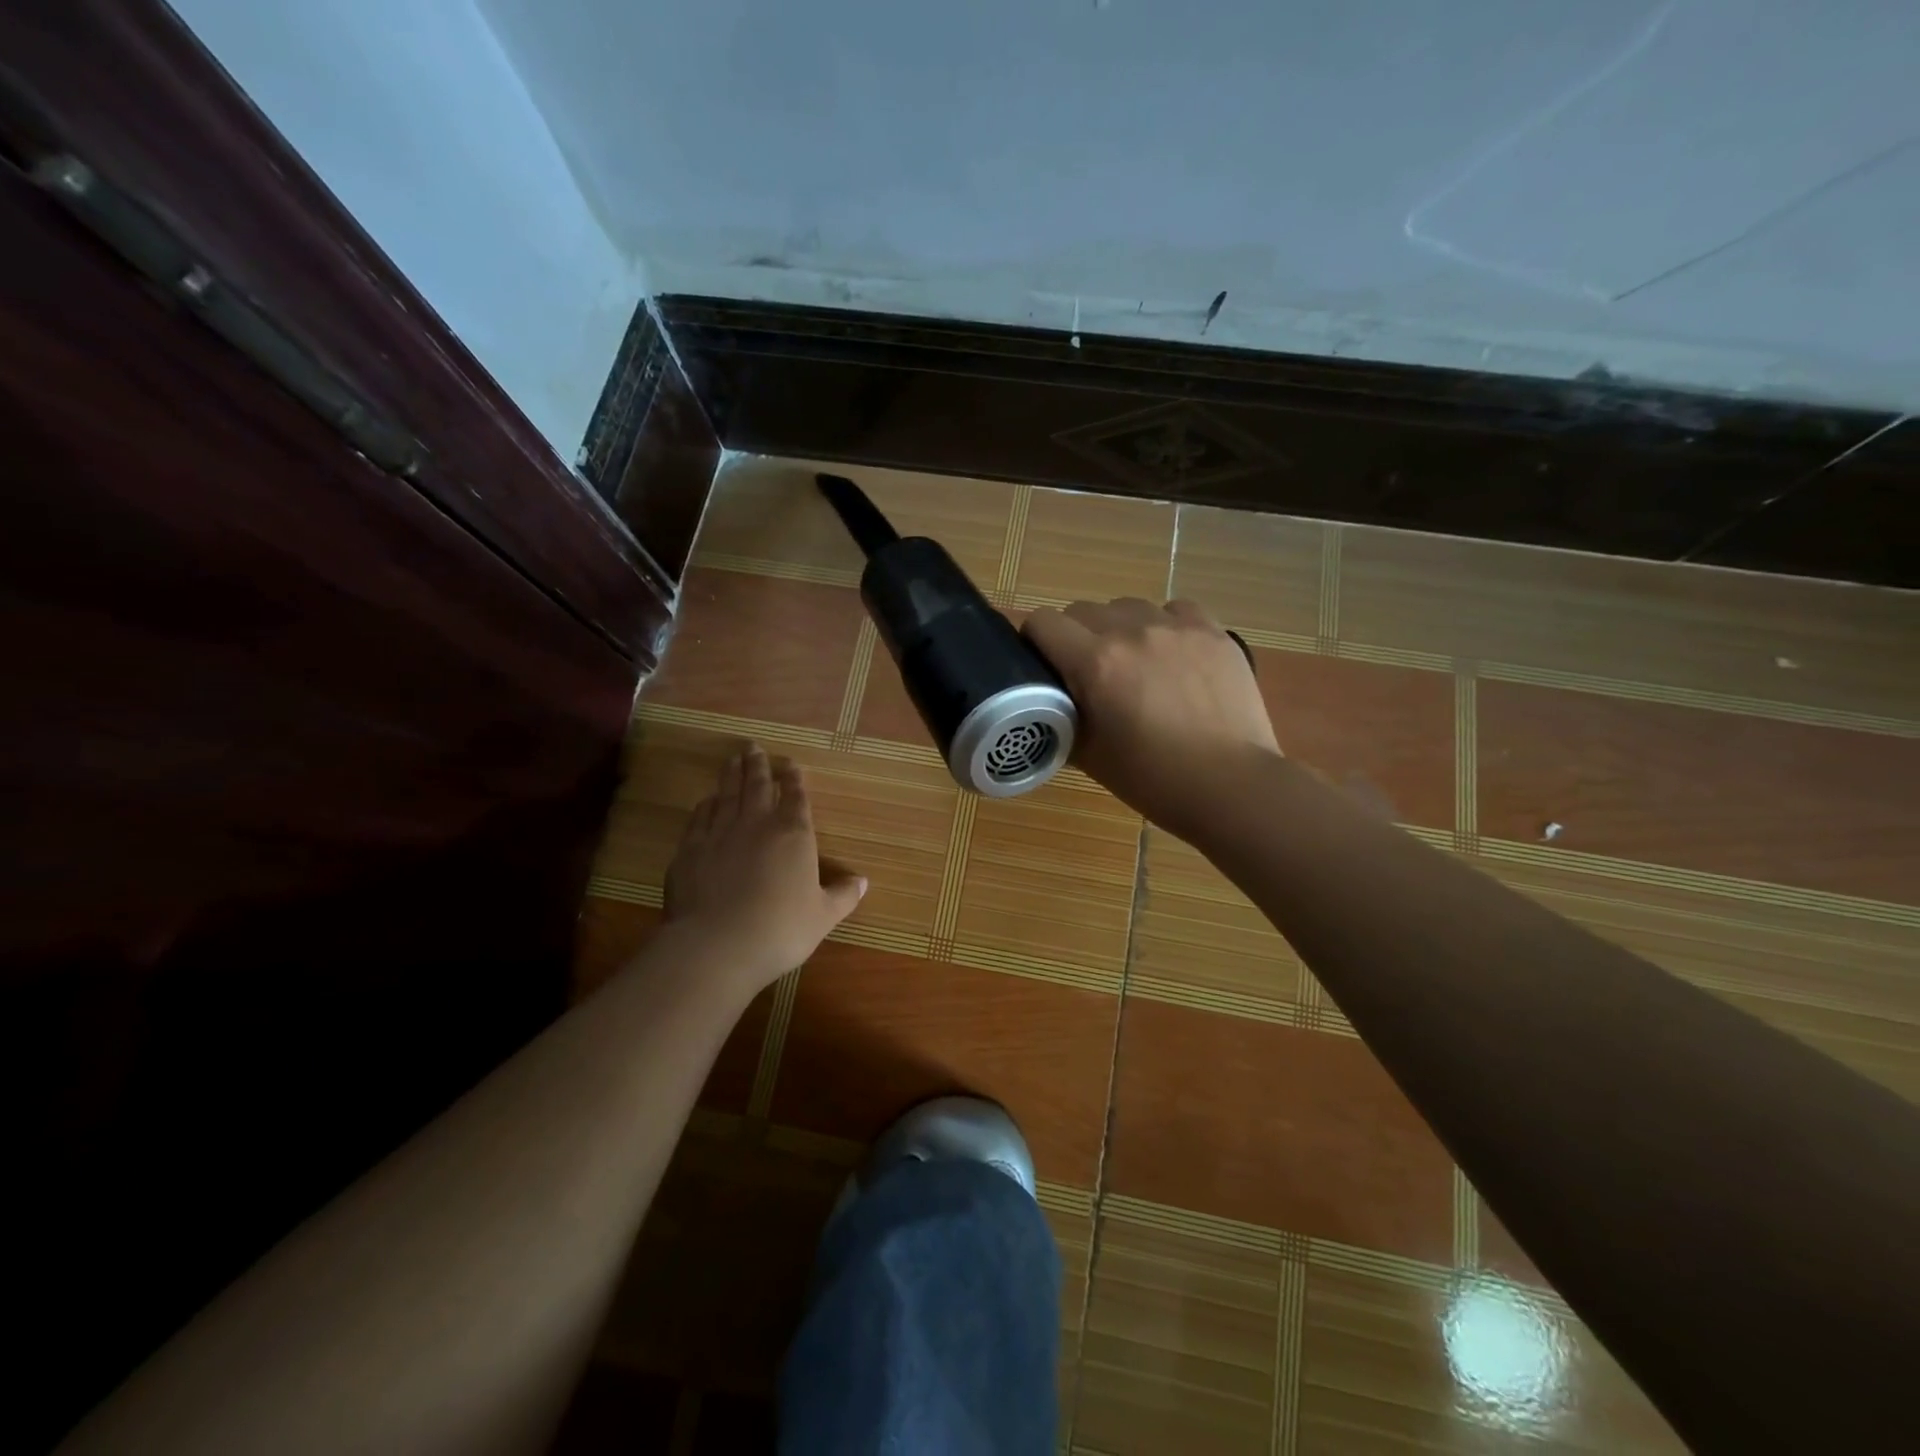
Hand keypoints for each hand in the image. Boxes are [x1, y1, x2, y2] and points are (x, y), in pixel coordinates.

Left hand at [663, 744, 866, 996]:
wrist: (717, 945)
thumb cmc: (780, 929)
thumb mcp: (822, 916)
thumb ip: (843, 896)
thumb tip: (863, 881)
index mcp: (793, 834)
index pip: (796, 797)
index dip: (795, 779)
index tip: (791, 764)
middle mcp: (756, 824)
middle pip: (758, 786)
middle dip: (758, 765)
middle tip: (754, 747)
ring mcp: (719, 833)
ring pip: (727, 794)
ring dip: (731, 775)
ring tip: (733, 759)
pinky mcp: (689, 850)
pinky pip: (699, 817)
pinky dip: (706, 804)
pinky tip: (707, 800)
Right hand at [1024, 598, 1278, 833]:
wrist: (1231, 786)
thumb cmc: (1153, 780)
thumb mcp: (1089, 756)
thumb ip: (1061, 718)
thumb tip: (1050, 702)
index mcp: (1095, 663)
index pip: (1043, 623)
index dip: (1035, 641)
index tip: (1042, 663)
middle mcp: (1131, 631)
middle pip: (1082, 610)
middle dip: (1075, 636)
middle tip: (1088, 673)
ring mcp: (1176, 627)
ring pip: (1127, 606)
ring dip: (1119, 628)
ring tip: (1136, 664)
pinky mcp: (1212, 631)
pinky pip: (1174, 609)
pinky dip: (1164, 626)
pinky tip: (1173, 657)